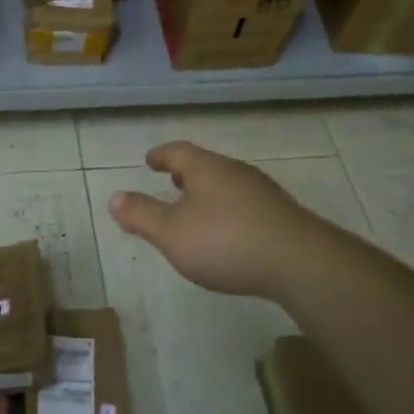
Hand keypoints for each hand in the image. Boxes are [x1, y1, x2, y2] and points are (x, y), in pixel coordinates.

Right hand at [110, 142, 333, 300]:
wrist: (299, 261)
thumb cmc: (226, 242)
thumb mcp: (172, 233)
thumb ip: (142, 215)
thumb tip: (114, 196)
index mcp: (206, 168)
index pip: (178, 151)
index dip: (161, 155)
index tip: (150, 160)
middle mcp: (234, 171)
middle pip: (205, 164)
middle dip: (186, 172)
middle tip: (172, 178)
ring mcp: (261, 191)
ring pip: (227, 183)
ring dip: (209, 191)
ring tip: (197, 207)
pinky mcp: (281, 214)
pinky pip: (245, 202)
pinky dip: (229, 208)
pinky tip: (230, 231)